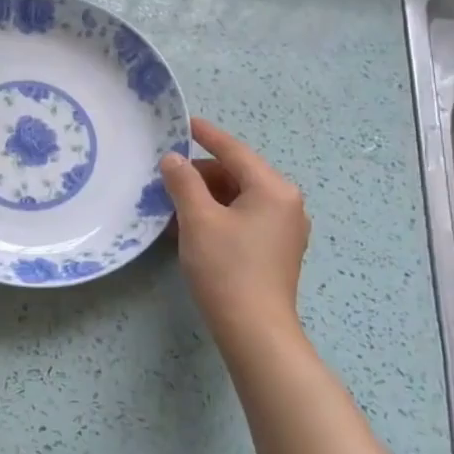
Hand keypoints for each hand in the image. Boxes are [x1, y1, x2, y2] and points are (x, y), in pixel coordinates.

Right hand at [159, 117, 311, 344]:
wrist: (254, 330)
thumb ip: (184, 182)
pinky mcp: (276, 251)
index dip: (207, 136)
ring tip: (173, 204)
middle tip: (166, 178)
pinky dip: (218, 216)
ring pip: (239, 199)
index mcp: (274, 189)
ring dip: (206, 197)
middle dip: (201, 175)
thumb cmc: (226, 268)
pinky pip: (244, 219)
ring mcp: (285, 229)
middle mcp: (287, 203)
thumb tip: (173, 159)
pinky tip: (192, 226)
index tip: (185, 123)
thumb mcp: (198, 219)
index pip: (235, 152)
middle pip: (237, 175)